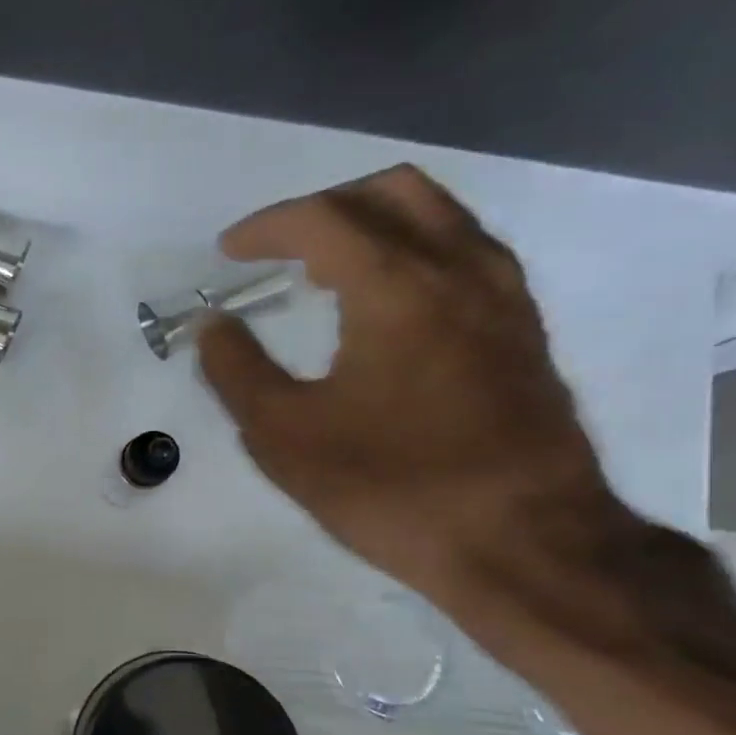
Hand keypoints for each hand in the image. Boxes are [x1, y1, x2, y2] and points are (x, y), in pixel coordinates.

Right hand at [197, 164, 622, 602]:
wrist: (521, 542)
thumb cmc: (389, 487)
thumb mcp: (283, 436)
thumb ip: (236, 370)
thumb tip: (211, 324)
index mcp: (397, 287)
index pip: (322, 219)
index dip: (266, 227)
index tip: (228, 251)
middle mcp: (459, 269)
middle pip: (391, 192)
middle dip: (322, 208)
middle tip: (278, 249)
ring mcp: (503, 296)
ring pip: (438, 215)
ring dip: (373, 223)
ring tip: (324, 270)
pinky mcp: (524, 328)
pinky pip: (465, 252)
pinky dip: (413, 251)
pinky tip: (385, 303)